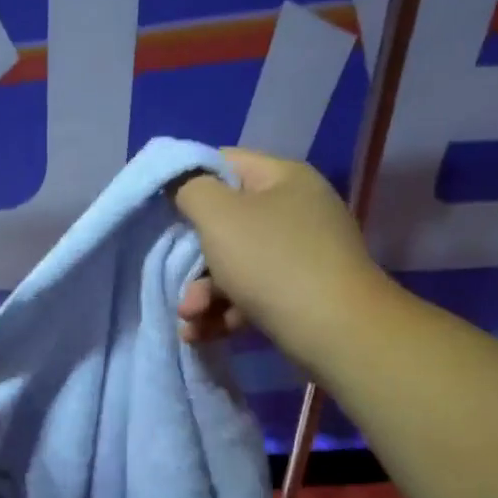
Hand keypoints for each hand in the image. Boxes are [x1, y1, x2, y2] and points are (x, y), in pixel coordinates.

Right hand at [172, 148, 392, 379]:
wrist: (336, 332)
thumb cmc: (272, 262)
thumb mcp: (219, 216)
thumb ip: (191, 189)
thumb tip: (181, 183)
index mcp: (284, 179)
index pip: (225, 163)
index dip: (189, 181)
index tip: (162, 209)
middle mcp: (297, 211)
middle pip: (228, 222)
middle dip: (192, 255)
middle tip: (172, 277)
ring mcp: (302, 255)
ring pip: (236, 265)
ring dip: (203, 292)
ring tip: (188, 318)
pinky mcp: (301, 295)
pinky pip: (252, 296)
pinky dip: (225, 312)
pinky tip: (201, 334)